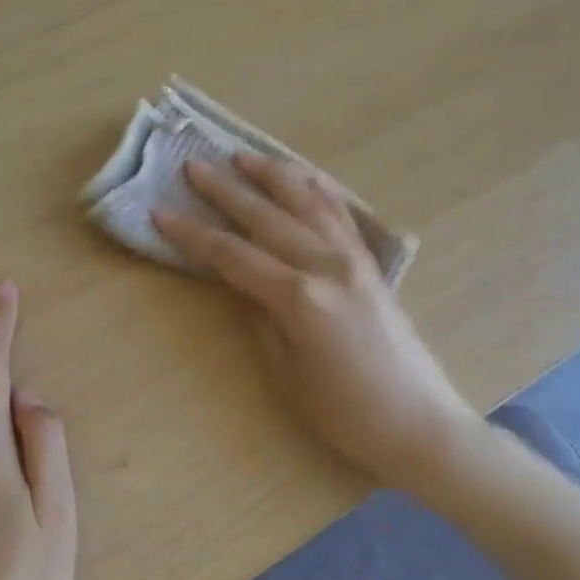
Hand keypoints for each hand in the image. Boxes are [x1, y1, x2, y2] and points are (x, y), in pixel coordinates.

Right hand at [153, 154, 475, 481]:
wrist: (419, 423)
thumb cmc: (345, 414)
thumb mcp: (287, 374)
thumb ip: (264, 320)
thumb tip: (251, 287)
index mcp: (298, 297)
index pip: (232, 255)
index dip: (193, 235)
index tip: (161, 213)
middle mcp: (326, 265)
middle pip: (266, 218)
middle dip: (226, 191)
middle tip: (194, 166)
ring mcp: (354, 260)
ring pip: (307, 203)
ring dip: (273, 177)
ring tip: (243, 156)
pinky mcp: (372, 265)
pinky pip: (342, 216)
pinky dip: (321, 191)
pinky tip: (307, 177)